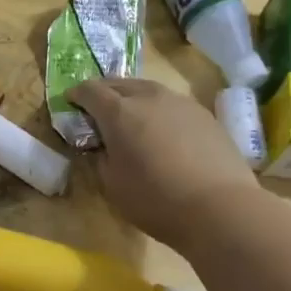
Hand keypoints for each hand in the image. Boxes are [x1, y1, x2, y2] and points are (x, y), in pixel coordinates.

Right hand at [68, 78, 257, 251]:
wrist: (220, 207)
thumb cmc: (155, 200)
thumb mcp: (112, 185)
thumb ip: (100, 158)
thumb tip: (102, 146)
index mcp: (119, 112)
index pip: (90, 90)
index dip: (76, 95)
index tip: (70, 103)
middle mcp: (149, 97)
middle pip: (119, 83)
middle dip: (104, 92)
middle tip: (97, 109)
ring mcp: (180, 103)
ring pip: (148, 90)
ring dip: (133, 99)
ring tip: (131, 118)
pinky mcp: (204, 115)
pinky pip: (171, 104)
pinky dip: (158, 111)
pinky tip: (162, 132)